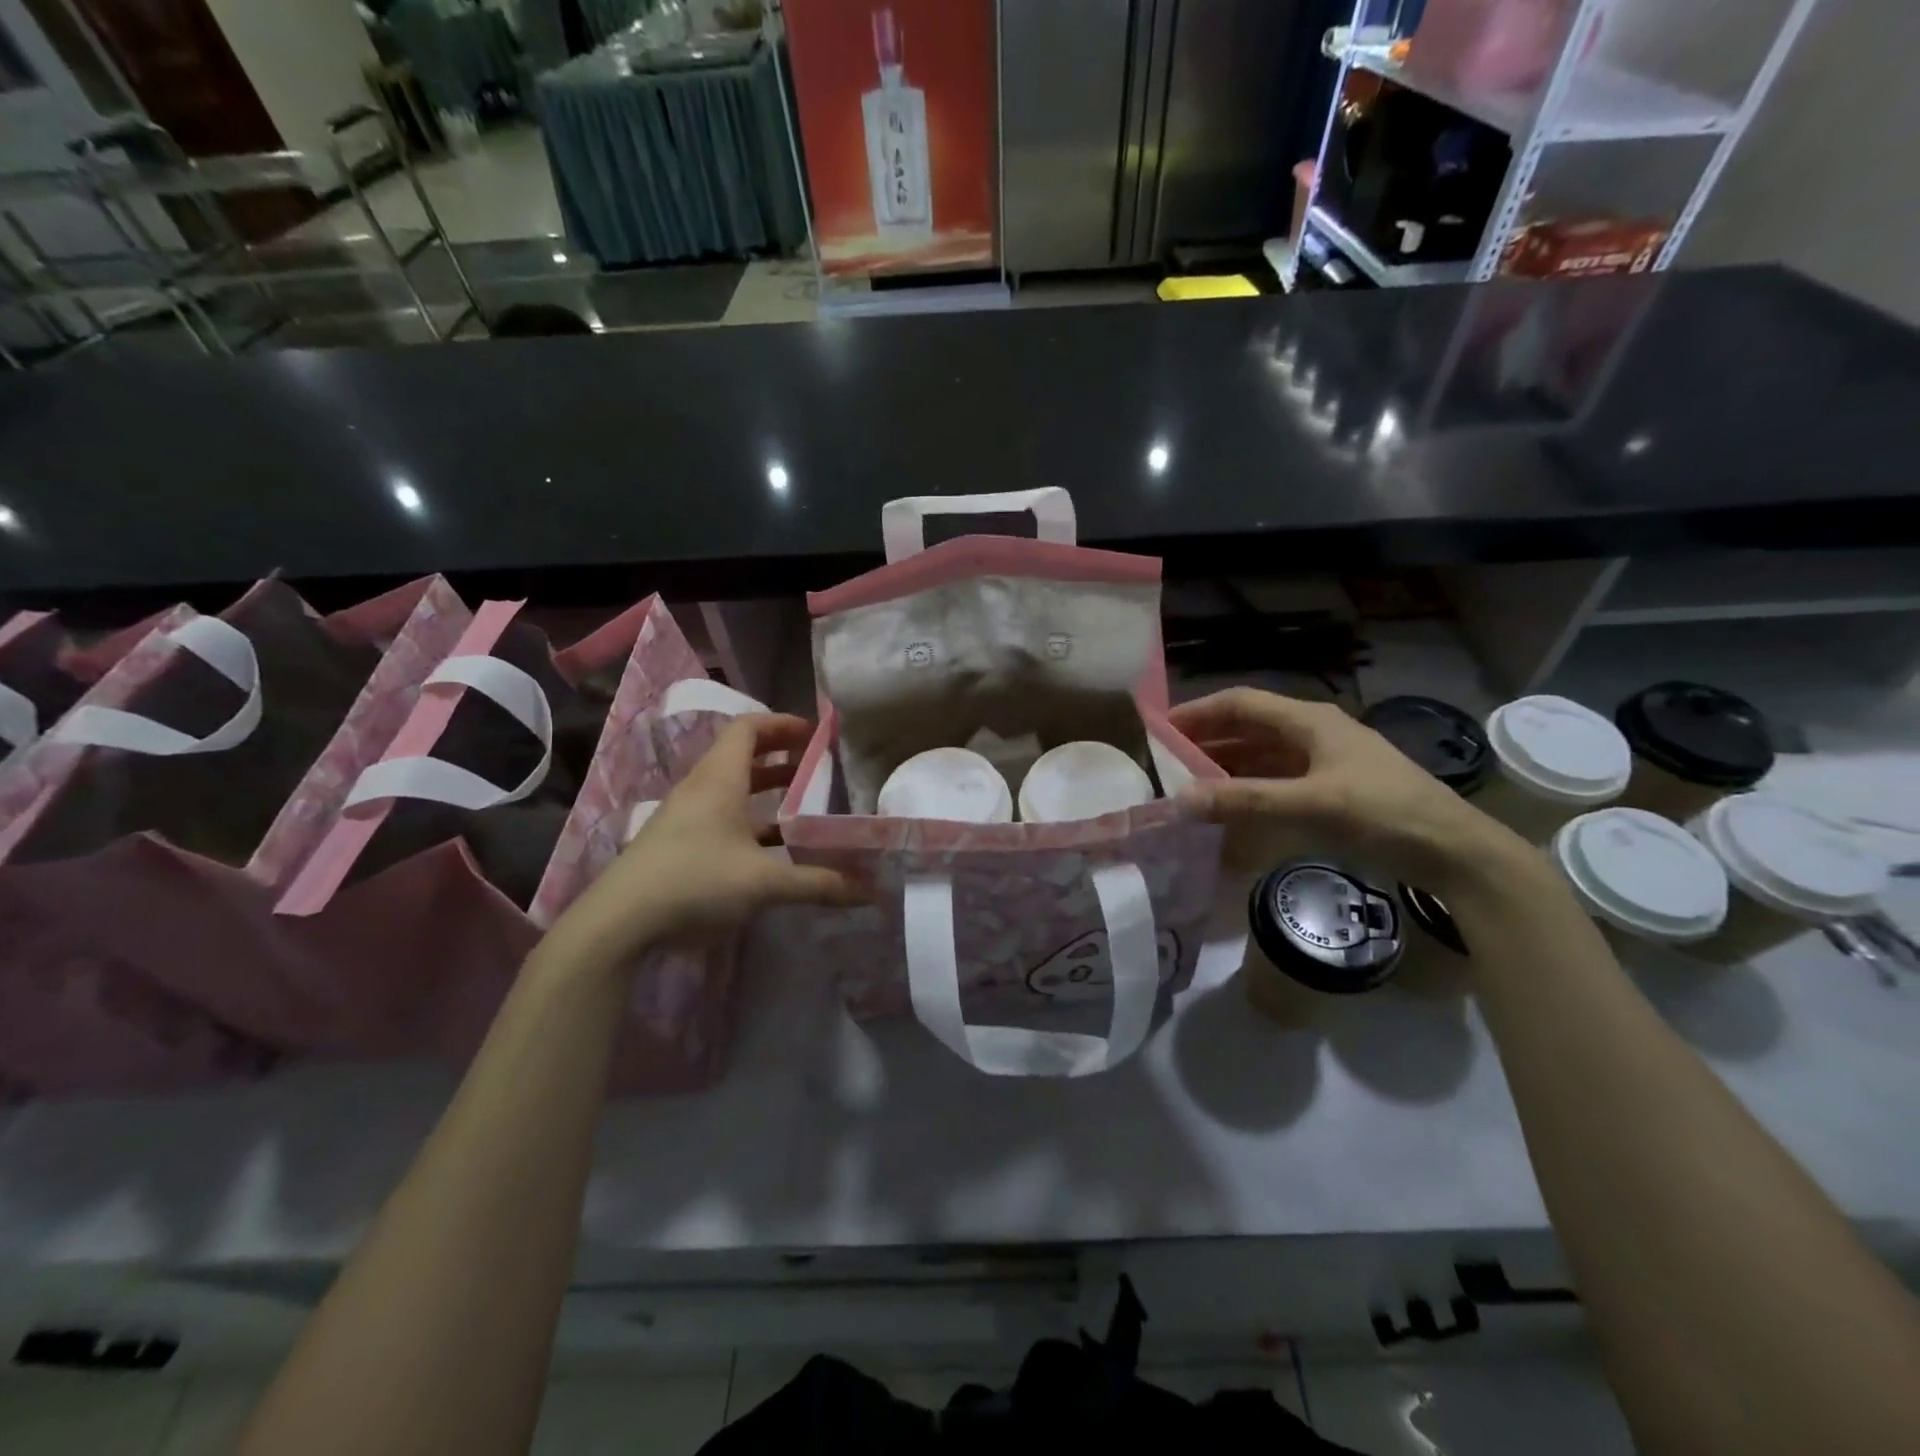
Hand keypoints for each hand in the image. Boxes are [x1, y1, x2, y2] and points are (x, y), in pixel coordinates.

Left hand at [545, 714, 862, 969]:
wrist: (618, 922)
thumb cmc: (694, 881)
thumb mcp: (763, 882)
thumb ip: (818, 883)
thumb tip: (868, 889)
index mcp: (720, 779)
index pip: (748, 728)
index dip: (782, 724)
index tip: (816, 735)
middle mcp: (701, 788)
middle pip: (742, 754)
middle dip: (781, 756)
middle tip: (817, 767)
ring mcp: (686, 815)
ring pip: (732, 787)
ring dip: (766, 788)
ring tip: (803, 803)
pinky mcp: (679, 842)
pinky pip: (722, 814)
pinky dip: (751, 817)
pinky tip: (772, 846)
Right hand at [1170, 688, 1531, 894]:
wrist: (1455, 851)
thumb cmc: (1384, 814)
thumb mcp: (1312, 805)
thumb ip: (1246, 801)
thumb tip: (1181, 800)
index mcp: (1310, 721)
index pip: (1241, 703)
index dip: (1198, 712)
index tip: (1159, 730)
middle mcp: (1313, 733)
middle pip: (1248, 727)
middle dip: (1206, 741)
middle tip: (1165, 762)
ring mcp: (1324, 761)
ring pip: (1261, 755)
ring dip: (1225, 766)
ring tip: (1187, 785)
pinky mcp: (1331, 788)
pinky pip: (1277, 780)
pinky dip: (1249, 788)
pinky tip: (1229, 806)